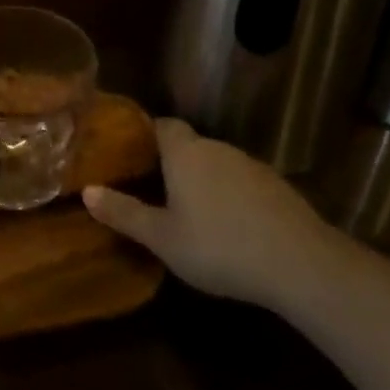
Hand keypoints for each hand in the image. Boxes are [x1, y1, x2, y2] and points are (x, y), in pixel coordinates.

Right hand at [85, 118, 341, 310]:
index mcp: (185, 153)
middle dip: (172, 163)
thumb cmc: (219, 247)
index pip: (162, 125)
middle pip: (189, 145)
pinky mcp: (278, 187)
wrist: (302, 264)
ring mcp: (252, 166)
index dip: (146, 134)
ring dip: (203, 181)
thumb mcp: (162, 238)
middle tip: (152, 188)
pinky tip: (230, 227)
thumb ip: (124, 213)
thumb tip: (87, 191)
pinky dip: (231, 197)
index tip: (131, 152)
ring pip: (217, 165)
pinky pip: (242, 183)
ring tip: (189, 211)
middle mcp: (217, 149)